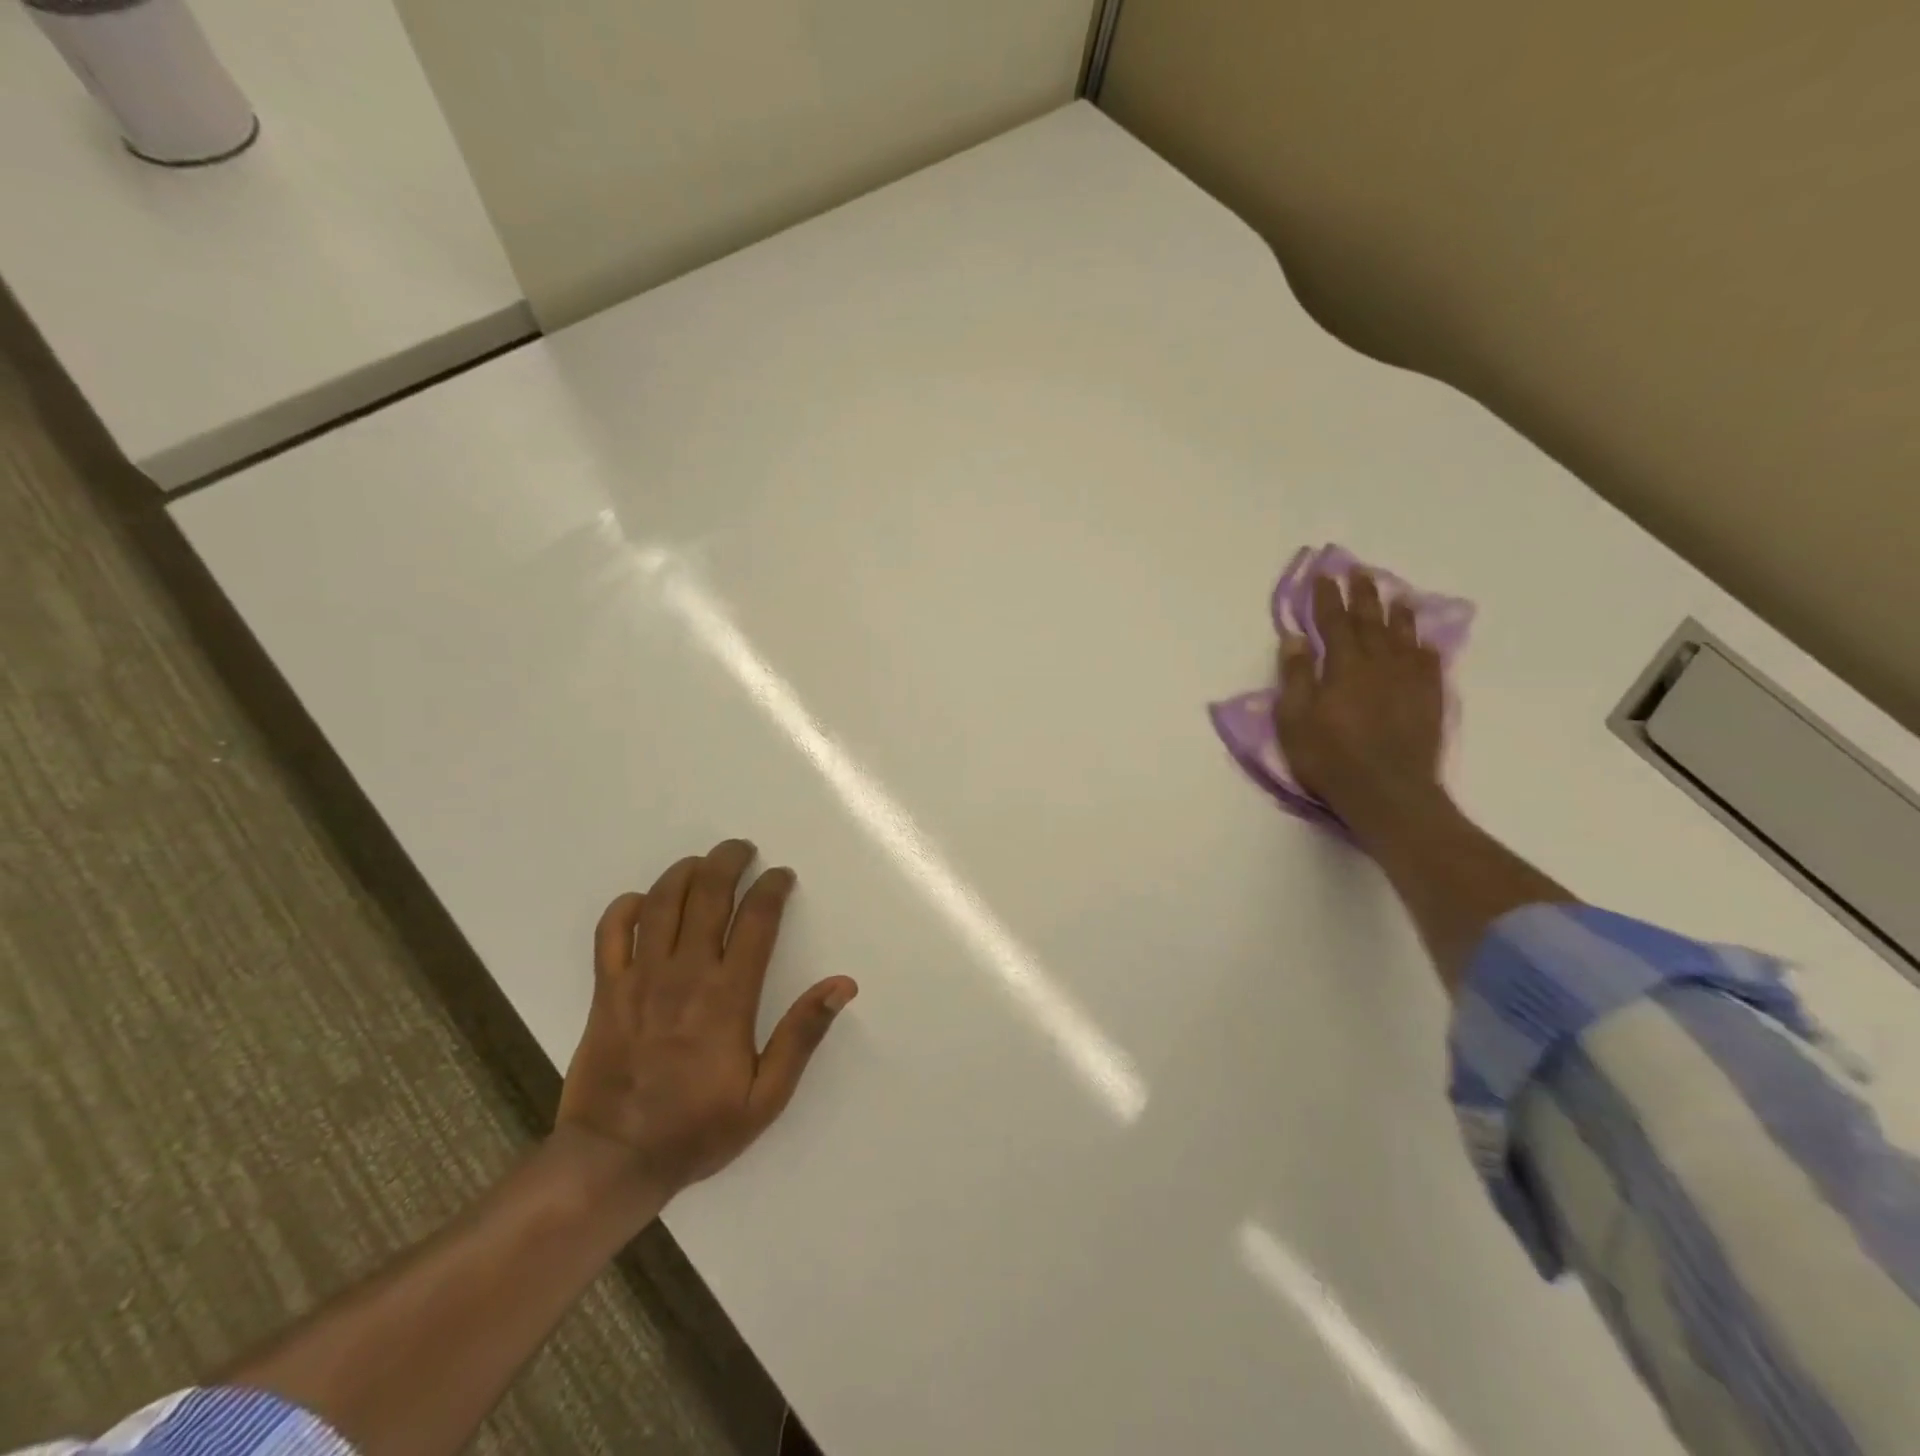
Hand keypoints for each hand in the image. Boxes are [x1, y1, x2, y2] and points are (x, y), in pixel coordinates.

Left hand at [555, 840, 857, 1204]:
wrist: (614, 1159)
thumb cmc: (698, 1128)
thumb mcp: (766, 1096)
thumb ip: (802, 1035)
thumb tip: (842, 984)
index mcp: (728, 996)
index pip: (757, 920)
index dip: (773, 887)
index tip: (782, 875)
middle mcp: (685, 974)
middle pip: (708, 895)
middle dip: (728, 861)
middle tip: (742, 849)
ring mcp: (640, 978)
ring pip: (662, 902)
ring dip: (684, 872)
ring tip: (702, 863)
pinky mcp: (607, 990)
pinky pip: (610, 932)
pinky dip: (625, 907)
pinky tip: (642, 901)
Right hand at [1274, 569, 1445, 826]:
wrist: (1388, 792)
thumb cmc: (1330, 758)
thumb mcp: (1295, 720)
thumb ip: (1296, 676)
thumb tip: (1296, 638)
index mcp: (1343, 667)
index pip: (1333, 623)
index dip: (1326, 598)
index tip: (1323, 575)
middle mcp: (1379, 664)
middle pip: (1370, 621)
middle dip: (1362, 595)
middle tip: (1359, 571)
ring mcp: (1409, 681)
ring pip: (1403, 637)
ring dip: (1397, 613)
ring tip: (1396, 595)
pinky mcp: (1429, 701)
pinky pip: (1429, 663)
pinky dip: (1423, 646)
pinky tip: (1422, 641)